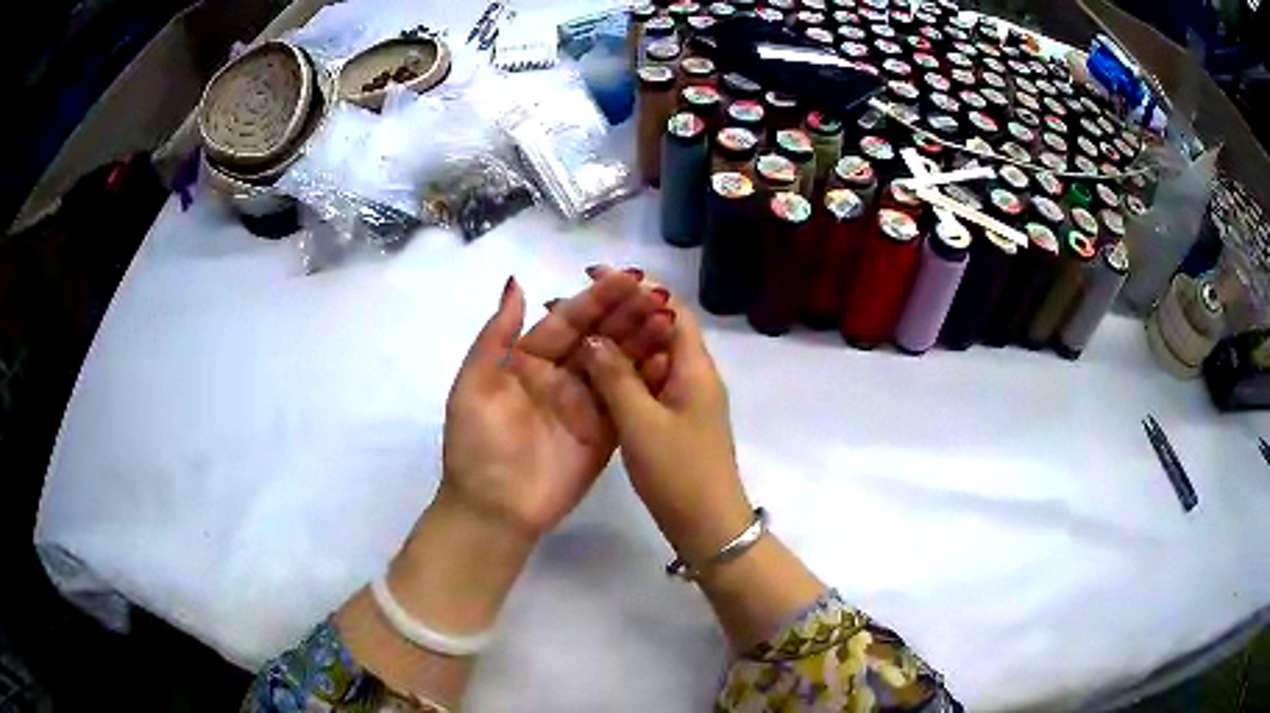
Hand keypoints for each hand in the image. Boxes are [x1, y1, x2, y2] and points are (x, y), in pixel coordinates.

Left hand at [380, 271, 673, 644]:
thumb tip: (517, 282)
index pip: (567, 321)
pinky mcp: (605, 433)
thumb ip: (497, 335)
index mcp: (527, 360)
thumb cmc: (476, 445)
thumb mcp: (474, 385)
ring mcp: (585, 405)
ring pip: (617, 364)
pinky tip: (669, 358)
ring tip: (670, 319)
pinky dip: (647, 380)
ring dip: (642, 341)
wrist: (493, 510)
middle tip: (659, 294)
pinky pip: (627, 400)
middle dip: (627, 314)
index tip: (630, 278)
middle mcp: (559, 377)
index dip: (597, 299)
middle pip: (598, 337)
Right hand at [578, 288, 825, 652]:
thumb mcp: (642, 422)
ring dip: (614, 345)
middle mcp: (693, 376)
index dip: (635, 287)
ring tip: (572, 334)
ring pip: (648, 359)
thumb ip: (616, 377)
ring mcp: (684, 400)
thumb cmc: (679, 473)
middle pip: (656, 330)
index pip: (669, 308)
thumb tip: (594, 337)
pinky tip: (589, 374)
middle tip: (570, 306)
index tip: (594, 274)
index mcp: (695, 368)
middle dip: (616, 314)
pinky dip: (619, 375)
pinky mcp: (674, 422)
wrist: (708, 527)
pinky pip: (645, 385)